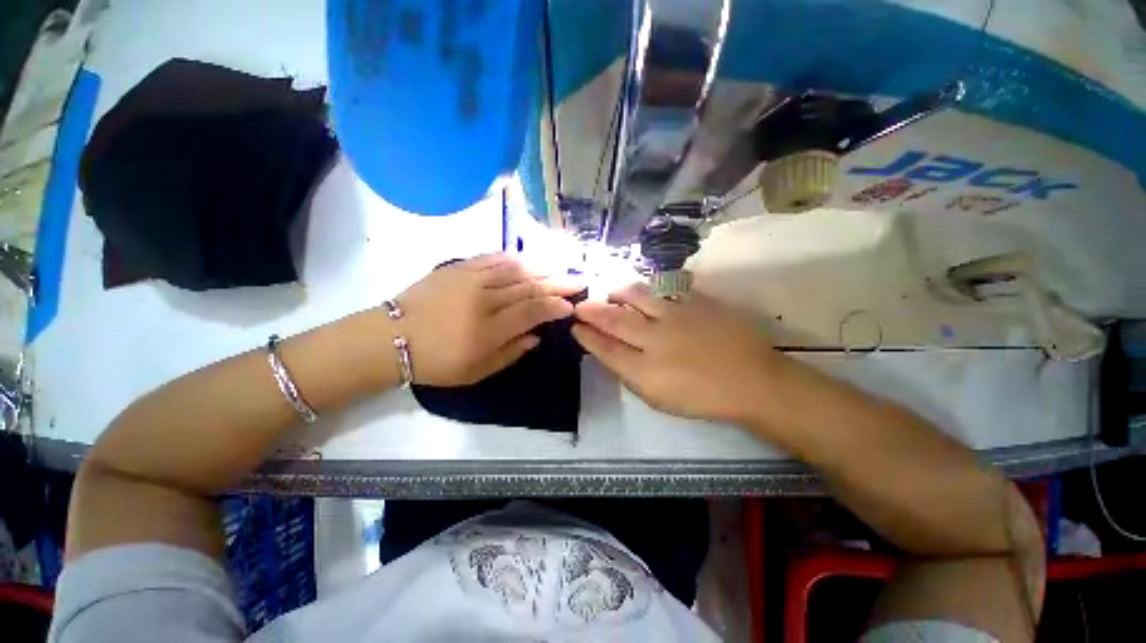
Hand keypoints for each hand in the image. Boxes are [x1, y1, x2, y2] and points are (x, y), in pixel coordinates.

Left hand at [395, 253, 581, 385]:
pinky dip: (513, 258)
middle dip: (557, 283)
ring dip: (540, 268)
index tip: (571, 305)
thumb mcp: (478, 371)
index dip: (556, 307)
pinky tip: (526, 259)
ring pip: (514, 269)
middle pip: (529, 287)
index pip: (534, 311)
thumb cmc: (437, 362)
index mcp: (490, 328)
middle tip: (577, 280)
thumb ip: (512, 352)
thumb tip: (537, 335)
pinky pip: (491, 259)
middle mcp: (484, 299)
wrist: (390, 339)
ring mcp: (470, 279)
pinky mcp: (457, 268)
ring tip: (558, 268)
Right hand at [572, 283, 786, 423]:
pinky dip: (648, 291)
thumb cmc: (702, 397)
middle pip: (613, 319)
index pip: (604, 348)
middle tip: (581, 305)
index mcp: (644, 370)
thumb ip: (630, 374)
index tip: (576, 327)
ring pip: (636, 295)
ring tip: (611, 293)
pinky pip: (664, 290)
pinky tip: (644, 294)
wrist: (751, 380)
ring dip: (617, 293)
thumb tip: (610, 352)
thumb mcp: (657, 398)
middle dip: (591, 310)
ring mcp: (676, 316)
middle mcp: (655, 339)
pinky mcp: (695, 302)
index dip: (586, 336)